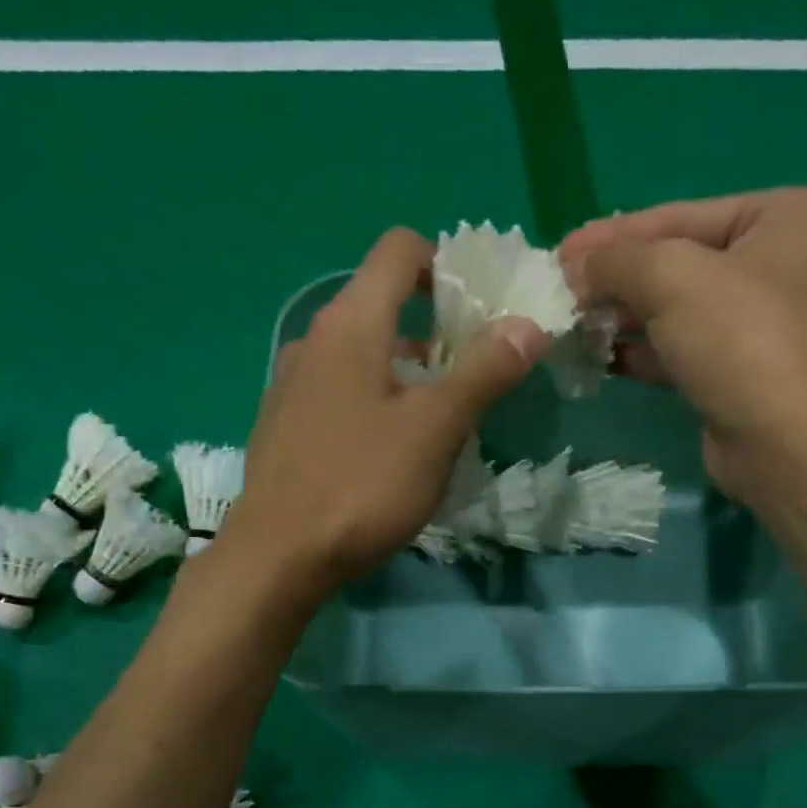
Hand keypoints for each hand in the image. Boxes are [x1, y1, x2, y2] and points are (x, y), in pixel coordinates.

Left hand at [223, 227, 550, 601]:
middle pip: (379, 305)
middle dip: (432, 331)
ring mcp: (290, 386)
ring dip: (402, 373)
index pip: (399, 251)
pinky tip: (383, 455)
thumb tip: (528, 325)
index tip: (478, 310)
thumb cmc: (362, 485)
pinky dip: (369, 403)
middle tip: (470, 376)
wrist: (278, 556)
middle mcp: (312, 341)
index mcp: (350, 324)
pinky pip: (335, 395)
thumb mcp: (435, 430)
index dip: (446, 264)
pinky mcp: (282, 428)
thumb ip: (483, 373)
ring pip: (358, 356)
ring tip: (435, 423)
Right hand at [560, 188, 806, 506]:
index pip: (681, 216)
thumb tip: (575, 268)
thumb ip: (616, 261)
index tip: (561, 251)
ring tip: (569, 325)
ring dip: (619, 318)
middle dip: (615, 279)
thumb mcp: (670, 277)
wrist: (776, 438)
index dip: (615, 234)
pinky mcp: (733, 372)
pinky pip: (675, 349)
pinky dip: (636, 352)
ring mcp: (755, 323)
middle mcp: (775, 263)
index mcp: (783, 216)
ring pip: (672, 310)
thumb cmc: (736, 338)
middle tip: (560, 292)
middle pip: (676, 262)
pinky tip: (595, 358)